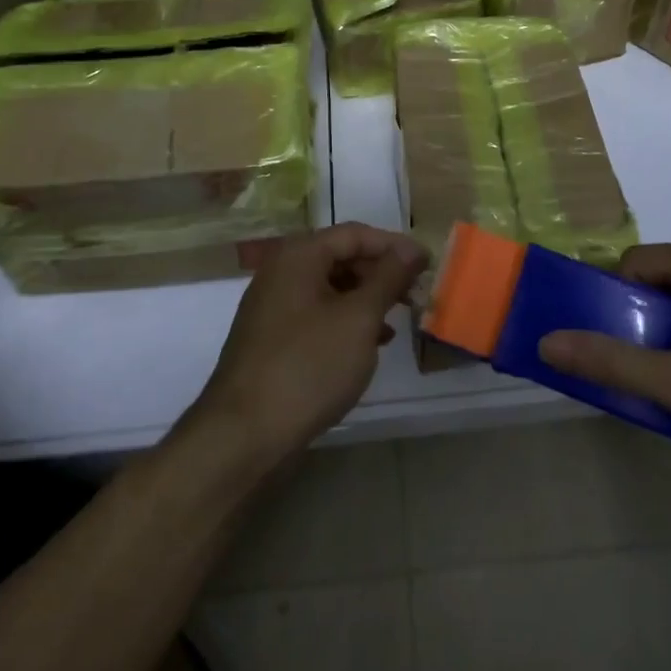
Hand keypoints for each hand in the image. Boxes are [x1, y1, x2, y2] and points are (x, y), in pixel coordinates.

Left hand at [189, 223, 426, 468]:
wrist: (243, 436)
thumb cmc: (308, 366)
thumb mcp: (359, 318)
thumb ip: (388, 278)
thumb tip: (412, 249)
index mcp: (298, 255)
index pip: (355, 234)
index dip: (394, 245)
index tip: (427, 264)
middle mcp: (281, 271)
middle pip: (340, 258)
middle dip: (380, 274)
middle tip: (415, 294)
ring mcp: (273, 306)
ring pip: (330, 288)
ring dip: (365, 300)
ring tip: (397, 321)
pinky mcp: (271, 339)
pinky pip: (316, 315)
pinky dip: (345, 322)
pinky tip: (368, 345)